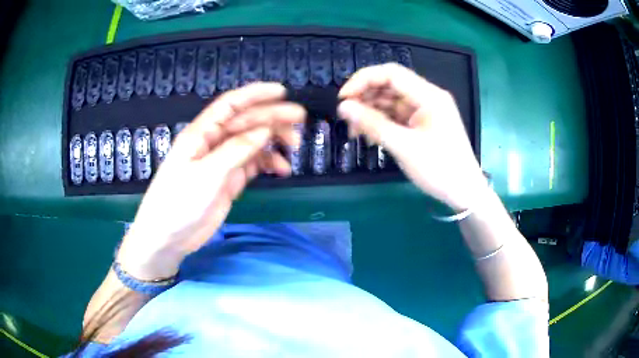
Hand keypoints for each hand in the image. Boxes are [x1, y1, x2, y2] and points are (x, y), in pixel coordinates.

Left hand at [117, 83, 305, 279]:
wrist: (168, 237)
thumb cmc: (178, 202)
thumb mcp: (206, 174)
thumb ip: (236, 150)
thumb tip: (265, 130)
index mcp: (202, 133)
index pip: (230, 105)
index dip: (255, 94)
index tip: (281, 91)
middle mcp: (213, 143)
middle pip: (246, 122)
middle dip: (272, 116)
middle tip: (299, 118)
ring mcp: (222, 162)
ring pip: (252, 142)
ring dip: (273, 141)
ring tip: (294, 146)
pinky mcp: (229, 180)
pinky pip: (253, 164)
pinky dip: (268, 163)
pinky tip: (281, 169)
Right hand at [337, 63, 485, 210]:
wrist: (464, 193)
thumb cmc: (440, 169)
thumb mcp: (404, 147)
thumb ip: (373, 124)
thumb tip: (343, 107)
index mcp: (429, 96)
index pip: (391, 73)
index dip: (363, 80)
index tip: (343, 98)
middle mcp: (427, 97)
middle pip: (390, 85)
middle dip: (365, 97)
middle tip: (347, 118)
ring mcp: (425, 111)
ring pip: (391, 101)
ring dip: (371, 112)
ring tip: (355, 131)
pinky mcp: (422, 124)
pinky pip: (397, 116)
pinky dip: (382, 123)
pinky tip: (369, 135)